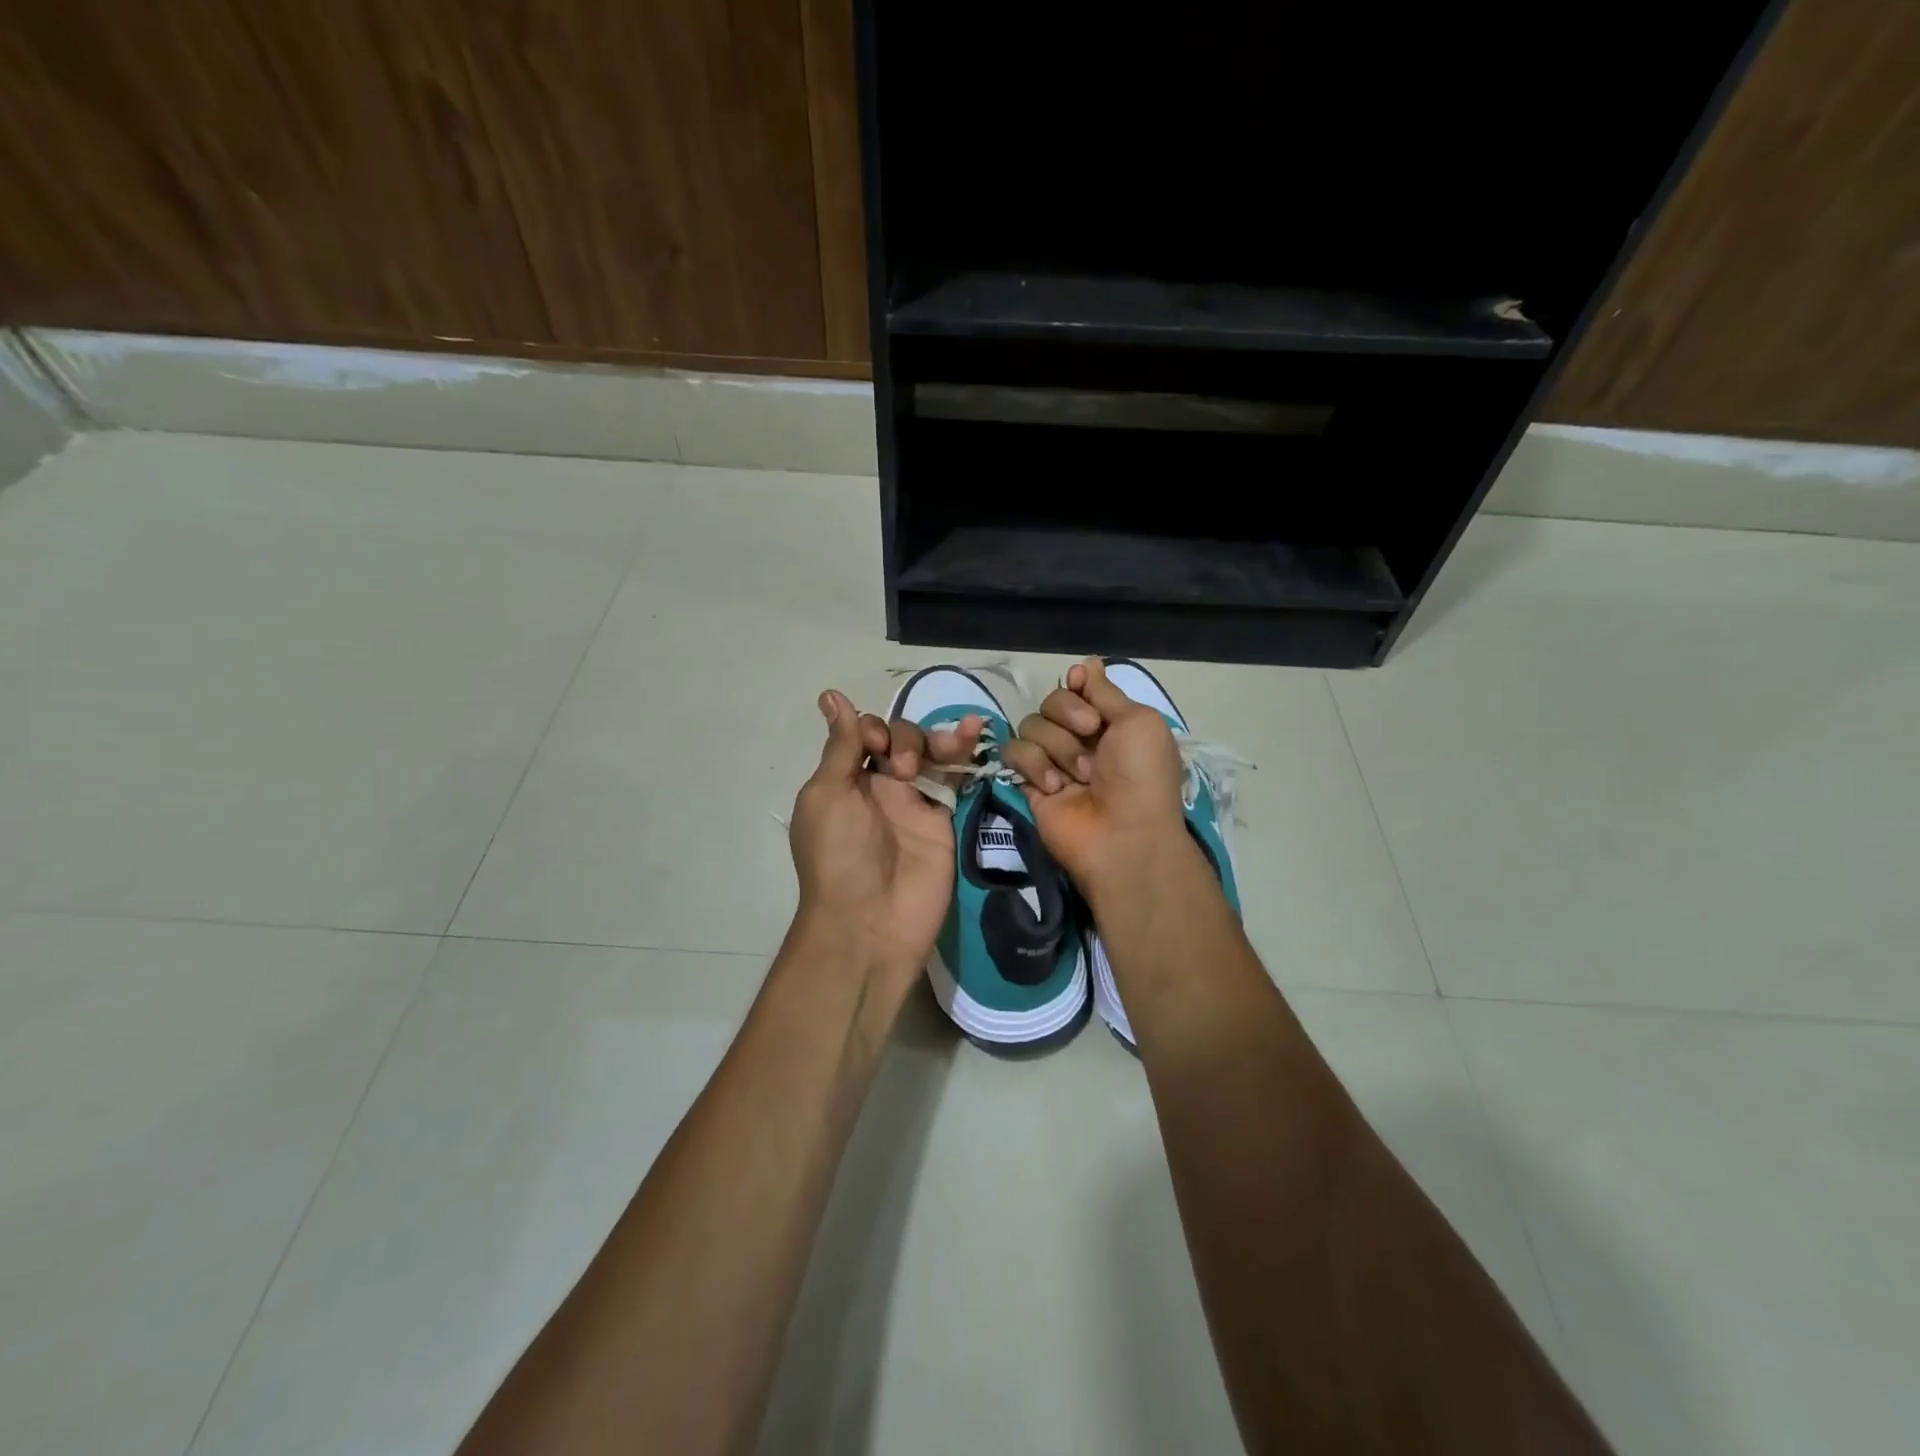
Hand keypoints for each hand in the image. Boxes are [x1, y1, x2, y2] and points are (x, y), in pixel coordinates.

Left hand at [787, 690, 983, 992]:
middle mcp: (880, 786)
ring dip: (941, 739)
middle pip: (901, 738)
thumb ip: (841, 748)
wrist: (870, 922)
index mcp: (845, 779)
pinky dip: (966, 754)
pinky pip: (956, 779)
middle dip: (908, 740)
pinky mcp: (945, 819)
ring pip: (932, 753)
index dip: (874, 730)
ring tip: (955, 743)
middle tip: (908, 772)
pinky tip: (977, 731)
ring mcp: (915, 802)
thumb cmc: (838, 856)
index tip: (876, 750)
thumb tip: (832, 695)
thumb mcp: (826, 796)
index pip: (865, 734)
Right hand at [1003, 659, 1191, 905]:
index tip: (1082, 687)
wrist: (1123, 835)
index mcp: (1111, 723)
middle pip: (1052, 701)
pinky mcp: (1029, 783)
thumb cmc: (1142, 776)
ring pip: (1032, 725)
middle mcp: (1080, 738)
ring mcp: (1053, 760)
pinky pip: (1014, 752)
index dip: (1077, 687)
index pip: (1078, 687)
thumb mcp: (1139, 722)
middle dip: (1069, 715)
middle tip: (1091, 736)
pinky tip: (1055, 788)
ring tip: (1079, 776)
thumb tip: (1086, 664)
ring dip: (1058, 746)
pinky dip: (1035, 765)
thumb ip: (1106, 692)